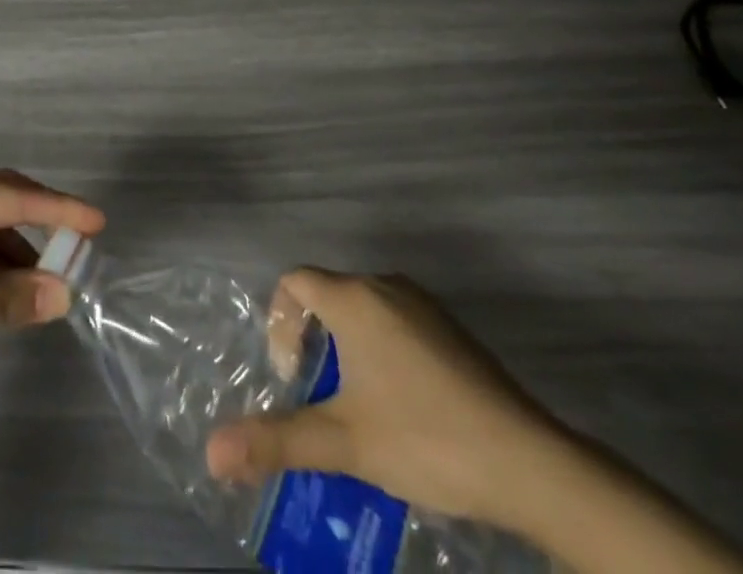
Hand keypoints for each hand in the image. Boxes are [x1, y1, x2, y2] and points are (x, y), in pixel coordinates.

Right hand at [206, 270, 564, 528]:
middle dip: (313, 340)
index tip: (293, 374)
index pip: (295, 281)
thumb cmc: (425, 438)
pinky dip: (382, 351)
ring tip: (357, 408)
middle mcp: (385, 286)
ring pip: (365, 310)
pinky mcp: (452, 330)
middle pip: (329, 294)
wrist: (530, 462)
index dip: (280, 320)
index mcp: (354, 298)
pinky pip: (397, 323)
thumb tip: (212, 453)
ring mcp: (424, 305)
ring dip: (348, 348)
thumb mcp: (345, 443)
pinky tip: (403, 408)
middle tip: (318, 397)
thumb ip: (277, 441)